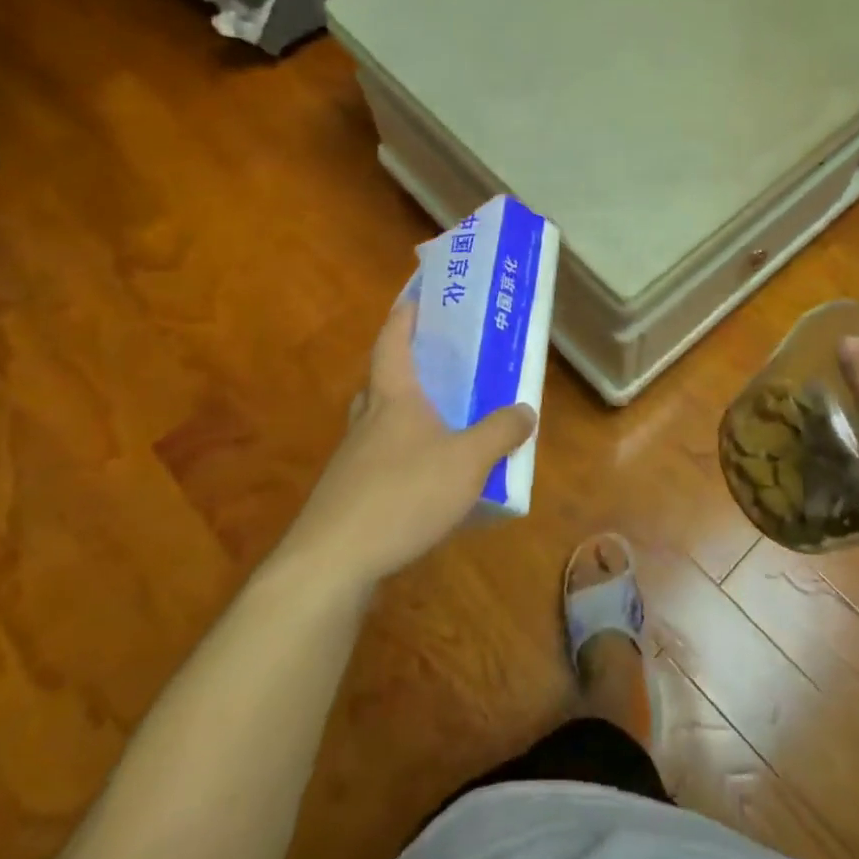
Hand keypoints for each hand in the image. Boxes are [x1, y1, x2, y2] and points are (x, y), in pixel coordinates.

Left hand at [275, 300, 535, 595]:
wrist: (332, 562)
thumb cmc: (403, 493)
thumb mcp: (468, 460)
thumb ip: (500, 432)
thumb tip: (525, 410)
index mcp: (393, 398)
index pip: (393, 342)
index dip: (405, 316)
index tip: (418, 297)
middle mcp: (367, 421)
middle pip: (381, 381)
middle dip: (405, 368)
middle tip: (436, 366)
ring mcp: (352, 460)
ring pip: (378, 424)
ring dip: (404, 417)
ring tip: (441, 425)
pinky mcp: (348, 497)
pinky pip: (380, 463)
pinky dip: (403, 459)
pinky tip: (427, 483)